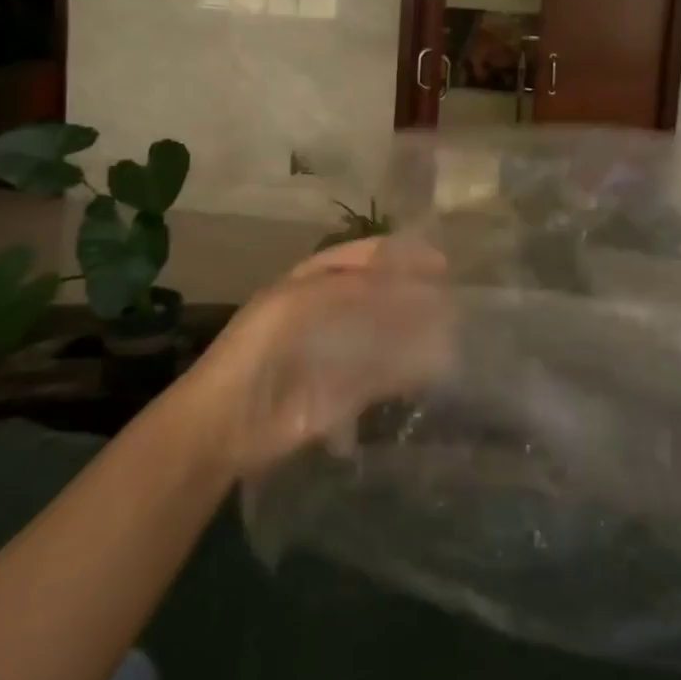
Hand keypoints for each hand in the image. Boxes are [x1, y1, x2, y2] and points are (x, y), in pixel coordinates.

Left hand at [188, 236, 455, 476]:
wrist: (226, 424)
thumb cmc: (257, 349)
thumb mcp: (297, 303)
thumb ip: (351, 289)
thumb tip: (405, 284)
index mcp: (313, 281)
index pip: (364, 258)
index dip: (399, 255)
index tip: (440, 261)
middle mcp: (330, 311)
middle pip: (381, 295)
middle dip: (415, 293)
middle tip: (454, 297)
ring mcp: (338, 352)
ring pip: (387, 334)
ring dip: (417, 331)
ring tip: (454, 330)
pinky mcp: (345, 393)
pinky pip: (384, 376)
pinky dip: (409, 371)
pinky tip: (434, 368)